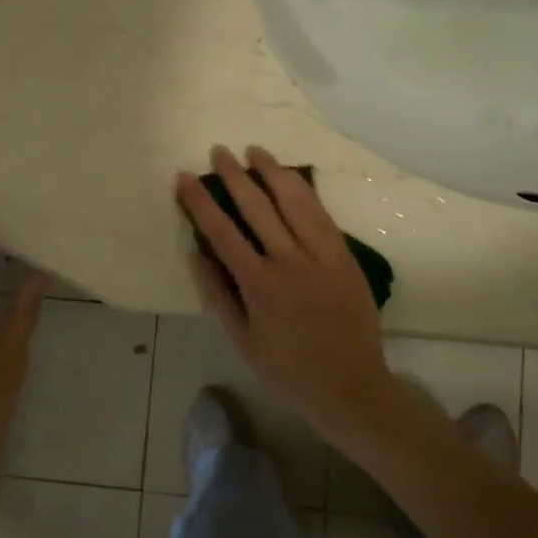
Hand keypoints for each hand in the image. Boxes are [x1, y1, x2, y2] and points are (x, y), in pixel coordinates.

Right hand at [176, 146, 410, 450]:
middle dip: (235, 176)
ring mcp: (322, 255)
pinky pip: (322, 215)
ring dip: (273, 172)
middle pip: (258, 206)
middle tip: (219, 151)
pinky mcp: (345, 256)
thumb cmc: (289, 370)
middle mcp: (290, 261)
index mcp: (259, 284)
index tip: (186, 178)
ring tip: (256, 151)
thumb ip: (219, 294)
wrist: (351, 387)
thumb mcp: (243, 341)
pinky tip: (293, 179)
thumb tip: (197, 253)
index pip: (222, 231)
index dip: (201, 201)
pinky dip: (305, 192)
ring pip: (295, 202)